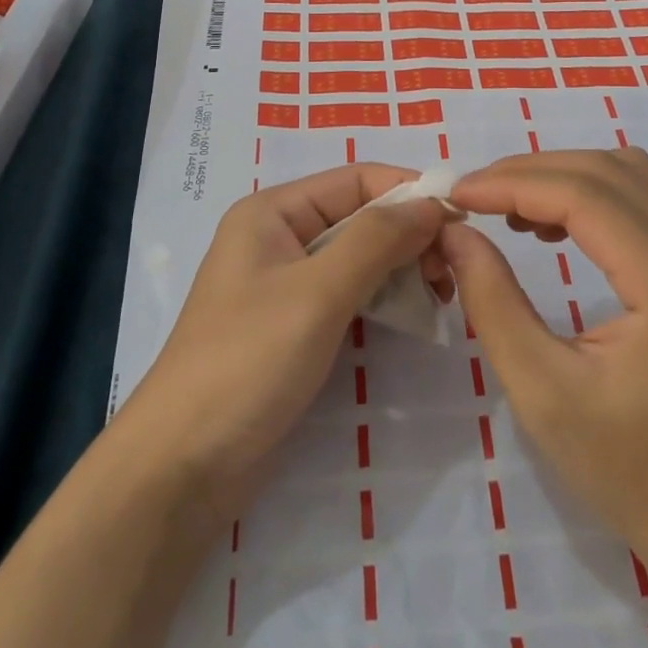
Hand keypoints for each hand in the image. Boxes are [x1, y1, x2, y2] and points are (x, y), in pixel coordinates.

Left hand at [121, 165, 454, 530]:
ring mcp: (287, 284)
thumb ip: (377, 240)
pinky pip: (351, 293)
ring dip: (402, 268)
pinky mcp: (296, 325)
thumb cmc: (247, 363)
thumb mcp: (317, 293)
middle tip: (452, 271)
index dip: (410, 191)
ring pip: (360, 256)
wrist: (184, 468)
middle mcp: (280, 237)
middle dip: (410, 235)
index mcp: (273, 212)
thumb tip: (434, 202)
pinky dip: (384, 297)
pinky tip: (414, 315)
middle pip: (360, 216)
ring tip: (442, 295)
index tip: (463, 217)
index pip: (356, 180)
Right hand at [444, 148, 647, 564]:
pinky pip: (645, 202)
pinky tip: (550, 226)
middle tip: (473, 196)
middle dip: (532, 172)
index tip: (457, 194)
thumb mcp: (542, 391)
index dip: (514, 184)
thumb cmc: (627, 470)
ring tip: (505, 206)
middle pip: (610, 173)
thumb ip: (493, 301)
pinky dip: (591, 196)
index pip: (587, 197)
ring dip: (562, 177)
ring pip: (630, 176)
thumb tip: (454, 232)